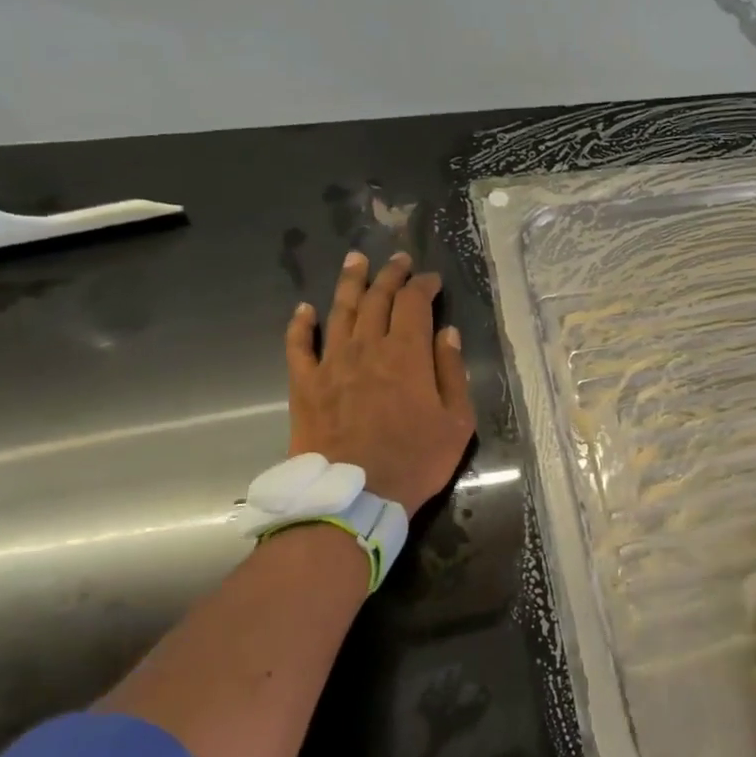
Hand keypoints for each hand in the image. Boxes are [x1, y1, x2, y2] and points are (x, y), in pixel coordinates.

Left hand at [285, 250, 476, 516]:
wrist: (355, 496)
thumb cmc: (415, 460)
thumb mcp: (456, 422)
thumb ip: (452, 373)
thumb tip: (447, 334)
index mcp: (407, 354)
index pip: (414, 304)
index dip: (424, 286)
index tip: (432, 279)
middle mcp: (367, 348)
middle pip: (377, 299)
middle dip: (390, 275)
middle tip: (398, 260)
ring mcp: (332, 364)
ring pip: (340, 312)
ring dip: (349, 283)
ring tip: (356, 260)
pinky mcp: (305, 385)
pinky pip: (299, 346)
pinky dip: (301, 325)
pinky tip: (304, 309)